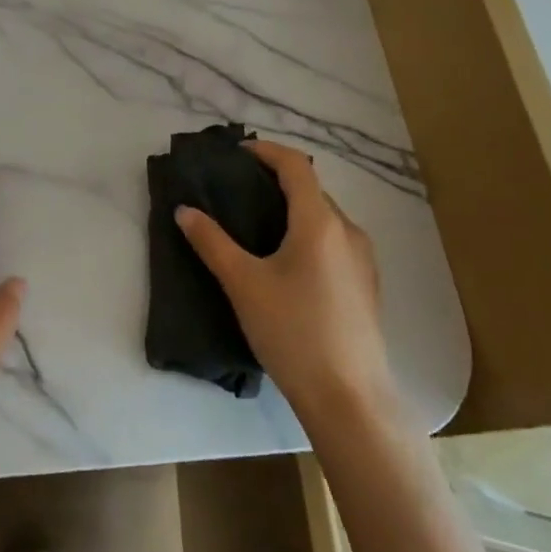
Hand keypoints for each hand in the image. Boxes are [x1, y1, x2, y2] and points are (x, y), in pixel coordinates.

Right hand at [175, 141, 397, 421]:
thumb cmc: (294, 333)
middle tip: (238, 190)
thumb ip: (212, 242)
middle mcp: (348, 231)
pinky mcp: (366, 285)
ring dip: (293, 208)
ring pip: (324, 217)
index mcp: (320, 222)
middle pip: (311, 189)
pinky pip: (334, 241)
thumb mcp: (244, 285)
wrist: (350, 401)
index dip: (267, 151)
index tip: (237, 154)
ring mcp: (363, 259)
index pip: (296, 165)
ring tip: (257, 224)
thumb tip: (184, 210)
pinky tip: (286, 262)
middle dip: (276, 181)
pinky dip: (308, 233)